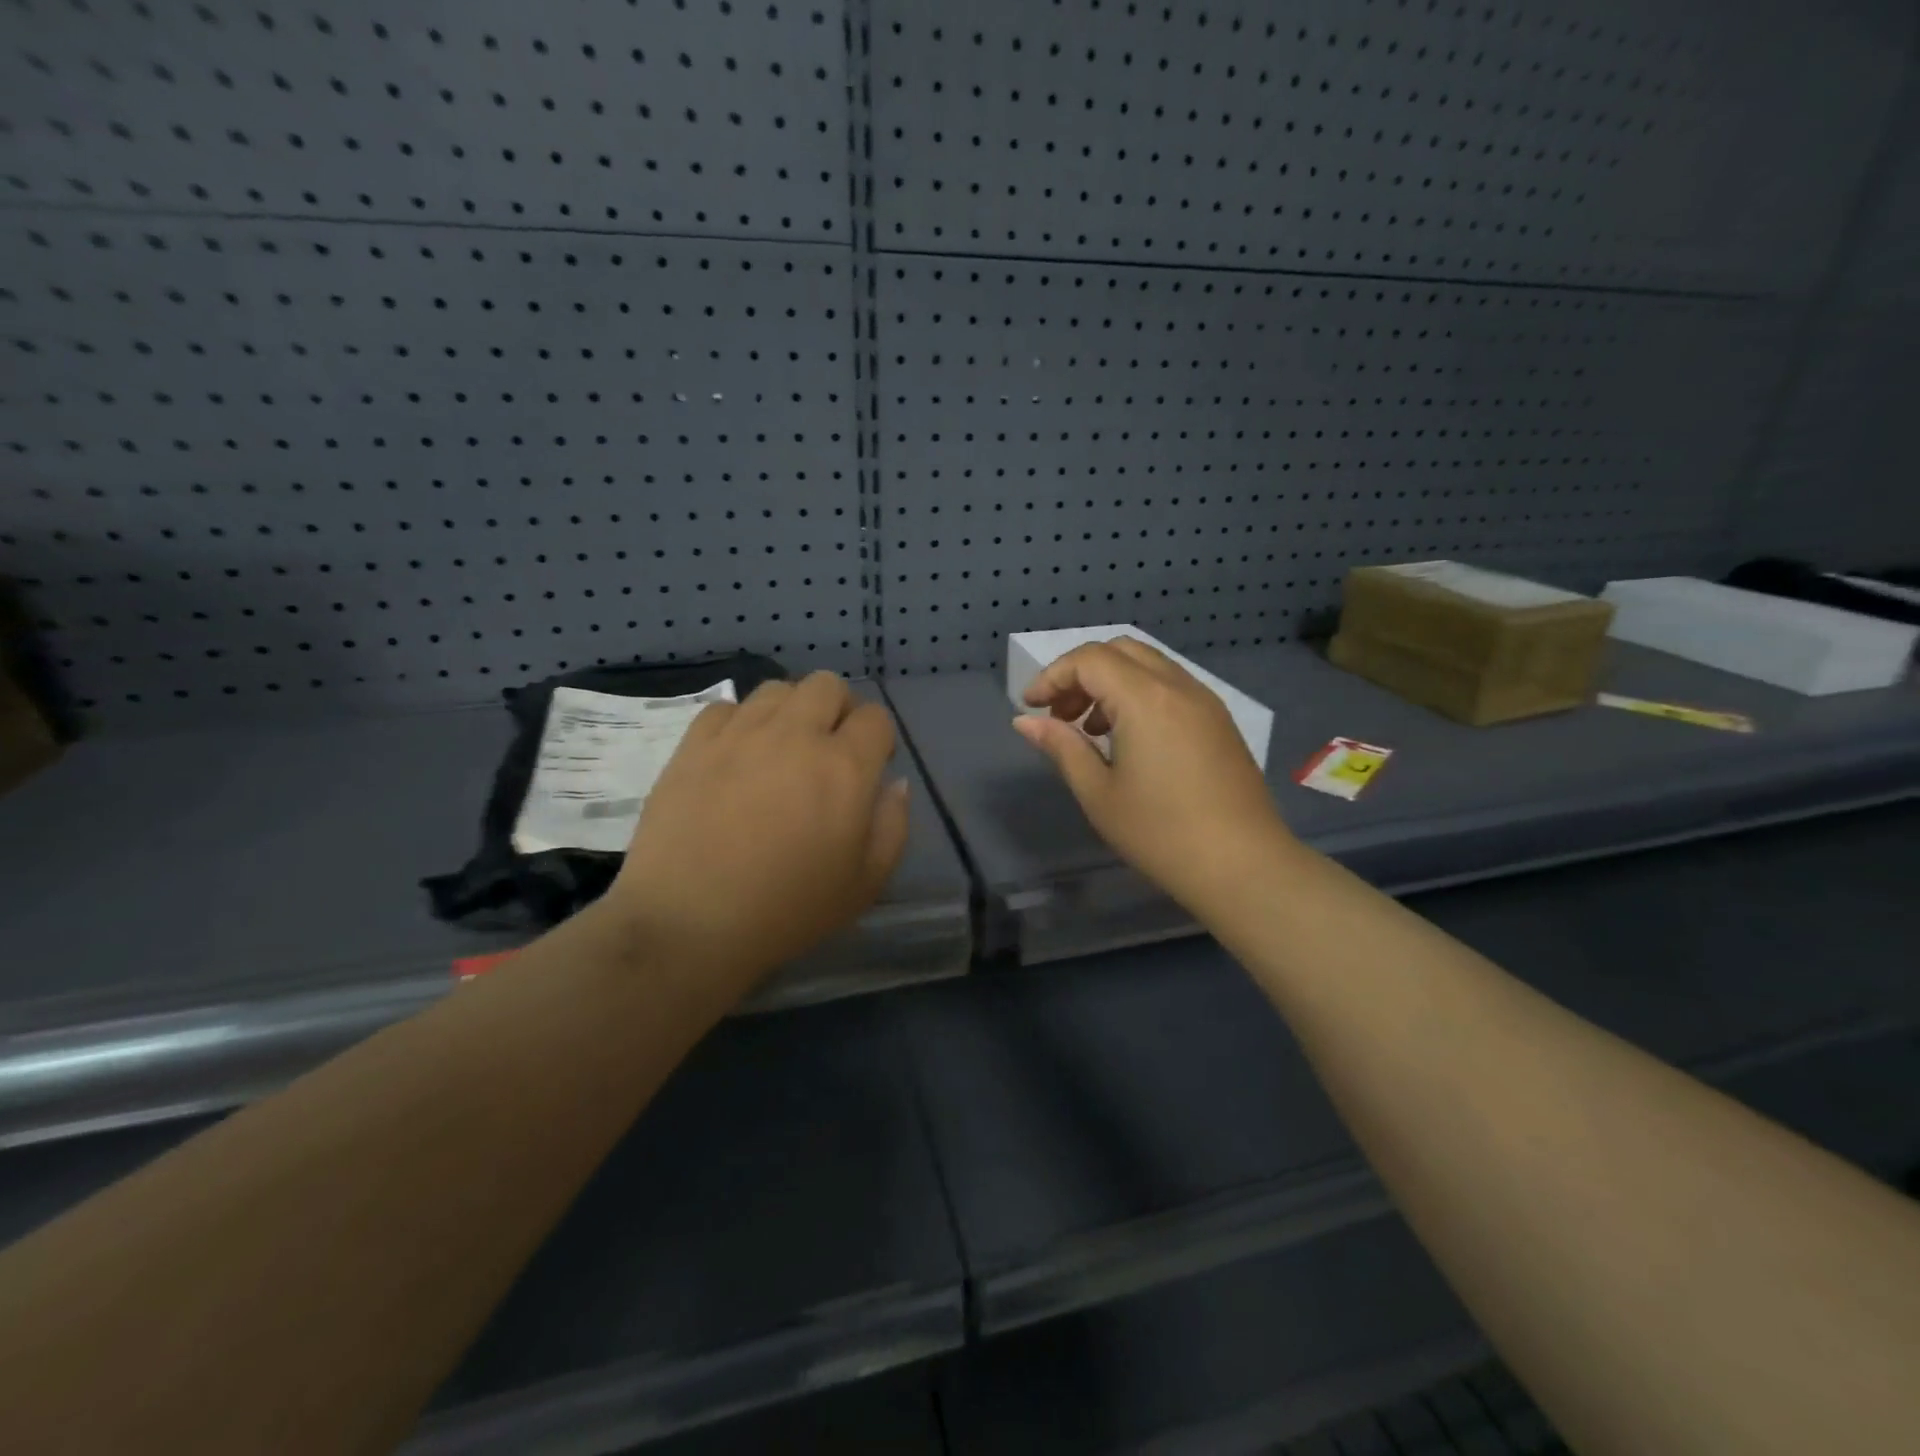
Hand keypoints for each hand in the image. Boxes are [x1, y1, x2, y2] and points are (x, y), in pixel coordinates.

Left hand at [606, 672, 909, 996]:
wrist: (690, 923)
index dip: (879, 739)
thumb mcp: (865, 883)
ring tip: (781, 748)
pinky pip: (726, 708)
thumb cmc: (788, 910)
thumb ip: (893, 825)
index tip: (870, 766)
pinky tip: (737, 756)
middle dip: (839, 709)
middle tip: (829, 749)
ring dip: (791, 710)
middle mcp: (795, 735)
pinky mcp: (694, 744)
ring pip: (777, 688)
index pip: (875, 718)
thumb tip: (894, 782)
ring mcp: (740, 734)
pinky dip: (741, 722)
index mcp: (845, 767)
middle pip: (828, 685)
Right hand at [1013, 639, 1292, 916]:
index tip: (1031, 708)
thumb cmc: (1160, 833)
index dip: (1052, 677)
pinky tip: (1129, 740)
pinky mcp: (1219, 720)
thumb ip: (1061, 747)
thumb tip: (1026, 722)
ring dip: (1111, 683)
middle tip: (1060, 714)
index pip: (1088, 660)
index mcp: (1145, 698)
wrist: (1243, 865)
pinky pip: (1171, 686)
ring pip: (1148, 665)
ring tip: (1090, 731)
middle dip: (1081, 674)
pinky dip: (1139, 694)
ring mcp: (1205, 701)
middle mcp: (1178, 686)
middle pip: (1120, 651)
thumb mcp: (1098, 793)